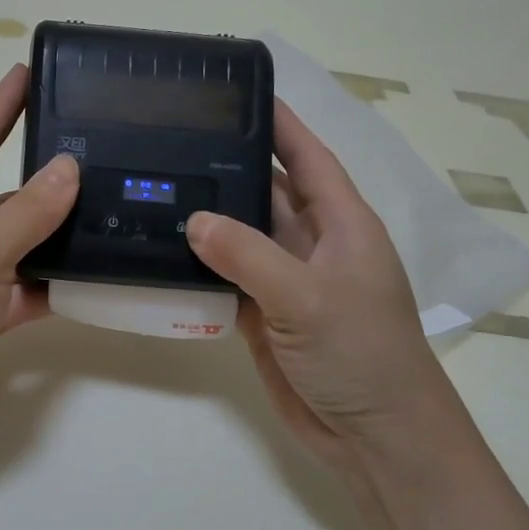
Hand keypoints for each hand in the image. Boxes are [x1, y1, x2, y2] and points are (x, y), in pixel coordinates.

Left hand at [0, 65, 79, 471]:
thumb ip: (27, 214)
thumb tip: (68, 168)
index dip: (0, 107)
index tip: (28, 72)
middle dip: (41, 178)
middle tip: (95, 152)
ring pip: (17, 246)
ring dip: (53, 235)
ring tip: (109, 211)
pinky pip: (23, 290)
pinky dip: (52, 285)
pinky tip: (93, 276)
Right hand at [185, 100, 460, 479]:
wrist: (374, 436)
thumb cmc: (361, 354)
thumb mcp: (307, 297)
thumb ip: (249, 256)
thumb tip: (193, 220)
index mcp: (341, 224)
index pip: (307, 157)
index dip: (279, 123)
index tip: (238, 92)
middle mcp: (313, 245)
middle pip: (266, 194)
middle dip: (227, 169)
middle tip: (171, 142)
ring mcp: (286, 283)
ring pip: (241, 238)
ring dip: (207, 221)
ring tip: (154, 190)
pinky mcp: (264, 317)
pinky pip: (227, 280)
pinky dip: (200, 269)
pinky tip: (162, 253)